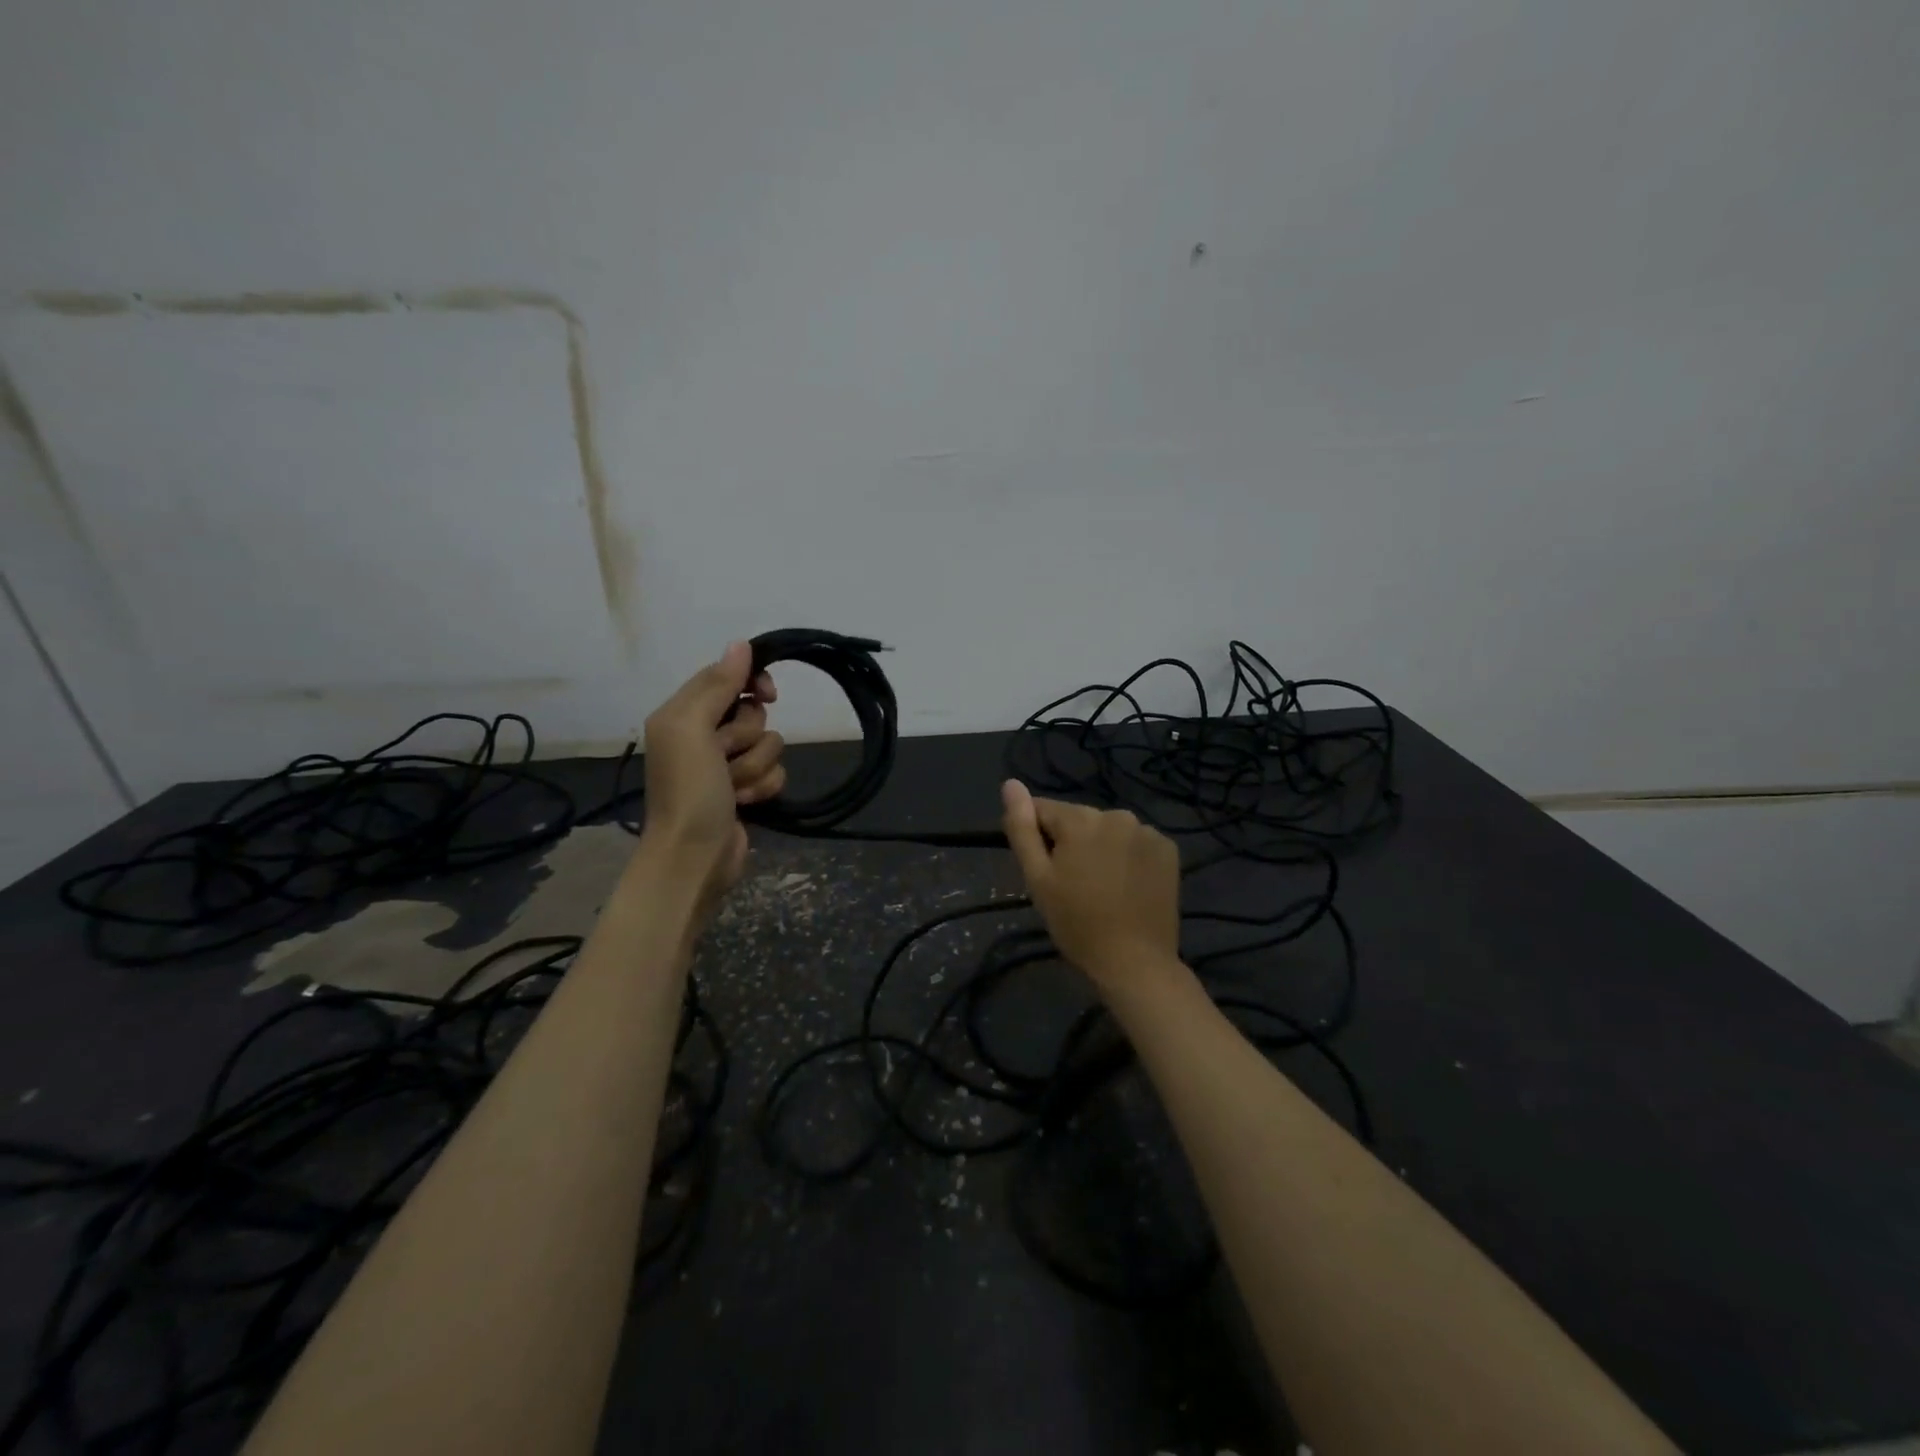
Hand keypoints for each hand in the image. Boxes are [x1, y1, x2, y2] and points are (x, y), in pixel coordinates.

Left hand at [638, 643, 784, 915]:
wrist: (694, 857)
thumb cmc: (688, 790)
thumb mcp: (691, 729)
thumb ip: (717, 685)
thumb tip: (742, 643)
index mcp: (683, 713)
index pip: (728, 677)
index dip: (752, 682)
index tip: (768, 695)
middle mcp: (705, 734)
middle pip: (753, 713)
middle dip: (748, 736)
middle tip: (724, 756)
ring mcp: (728, 765)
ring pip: (770, 743)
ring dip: (755, 767)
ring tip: (732, 788)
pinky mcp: (747, 790)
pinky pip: (775, 771)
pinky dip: (764, 787)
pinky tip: (746, 803)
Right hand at [1000, 779, 1180, 993]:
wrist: (1135, 962)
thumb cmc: (1077, 923)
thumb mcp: (1038, 878)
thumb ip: (1022, 828)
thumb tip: (1010, 784)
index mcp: (1080, 819)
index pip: (1044, 810)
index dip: (1038, 838)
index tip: (1045, 871)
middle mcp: (1116, 814)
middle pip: (1079, 820)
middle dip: (1071, 842)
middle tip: (1072, 885)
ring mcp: (1147, 831)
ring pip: (1109, 830)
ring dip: (1100, 848)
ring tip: (1101, 887)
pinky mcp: (1168, 849)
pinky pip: (1136, 842)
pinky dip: (1128, 856)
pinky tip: (1127, 885)